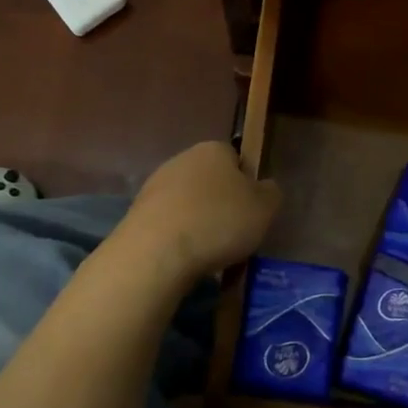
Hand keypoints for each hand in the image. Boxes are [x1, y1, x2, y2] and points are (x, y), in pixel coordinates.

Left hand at [121, 142, 281, 280]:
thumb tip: (264, 188)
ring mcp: (155, 185)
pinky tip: (184, 258)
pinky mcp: (136, 212)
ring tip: (208, 252)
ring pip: (187, 202)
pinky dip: (178, 237)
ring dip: (198, 221)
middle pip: (210, 180)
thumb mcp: (265, 208)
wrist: (156, 253)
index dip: (246, 184)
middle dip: (220, 203)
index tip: (250, 211)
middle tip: (233, 234)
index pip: (236, 159)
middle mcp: (182, 159)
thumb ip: (270, 192)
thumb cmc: (218, 222)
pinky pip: (168, 222)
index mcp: (213, 149)